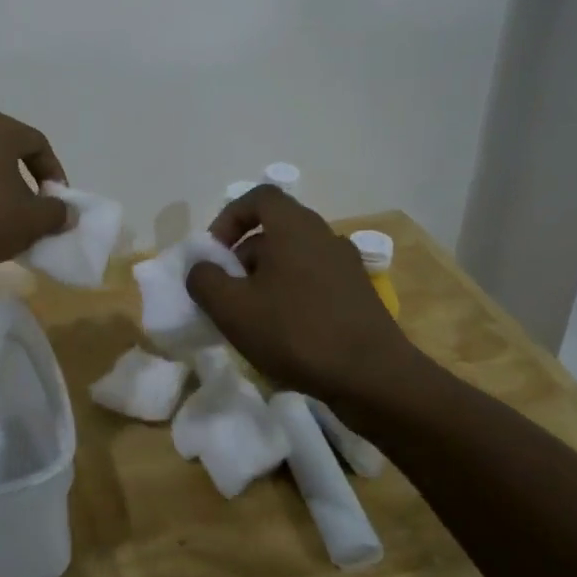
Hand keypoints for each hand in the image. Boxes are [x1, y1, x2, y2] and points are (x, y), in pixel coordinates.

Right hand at [185, 185, 418, 416]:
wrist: (375, 379)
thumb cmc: (296, 332)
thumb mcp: (232, 308)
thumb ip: (204, 280)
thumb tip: (202, 269)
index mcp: (294, 227)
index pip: (258, 197)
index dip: (229, 217)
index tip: (215, 252)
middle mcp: (323, 236)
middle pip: (273, 231)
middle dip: (242, 258)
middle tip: (228, 293)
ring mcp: (346, 266)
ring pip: (292, 260)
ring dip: (265, 281)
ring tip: (252, 320)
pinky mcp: (358, 296)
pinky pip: (313, 283)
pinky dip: (291, 298)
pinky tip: (284, 336)